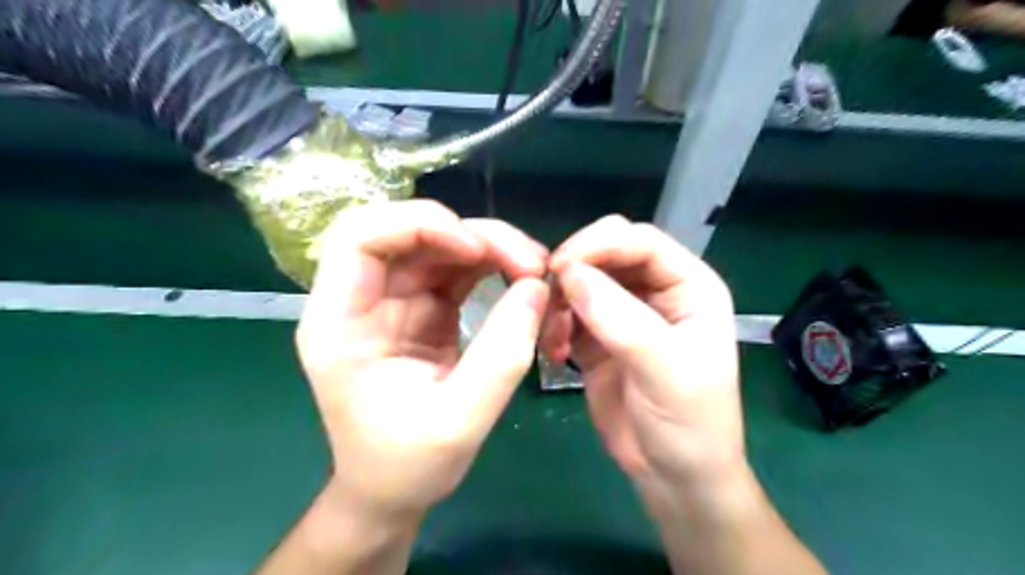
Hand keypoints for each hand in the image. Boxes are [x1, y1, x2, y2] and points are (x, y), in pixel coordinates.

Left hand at [297, 200, 547, 523]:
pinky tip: (523, 279)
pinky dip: (493, 265)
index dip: (417, 225)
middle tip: (530, 263)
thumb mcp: (460, 421)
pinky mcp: (422, 306)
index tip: (474, 250)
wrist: (392, 490)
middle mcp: (362, 299)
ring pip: (440, 244)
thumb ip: (501, 356)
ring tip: (536, 269)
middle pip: (409, 231)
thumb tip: (537, 289)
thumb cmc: (407, 465)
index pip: (360, 236)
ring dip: (491, 247)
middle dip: (473, 235)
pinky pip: (457, 268)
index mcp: (340, 322)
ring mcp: (394, 300)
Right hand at [545, 217, 746, 510]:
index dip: (600, 244)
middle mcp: (657, 292)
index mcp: (689, 287)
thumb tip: (569, 274)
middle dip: (575, 267)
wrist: (674, 478)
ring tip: (551, 335)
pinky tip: (552, 350)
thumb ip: (620, 319)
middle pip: (608, 253)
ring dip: (559, 299)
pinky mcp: (598, 337)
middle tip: (546, 292)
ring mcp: (624, 314)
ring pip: (582, 281)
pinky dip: (553, 323)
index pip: (641, 242)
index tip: (560, 266)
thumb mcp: (665, 371)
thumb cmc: (688, 424)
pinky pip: (568, 312)